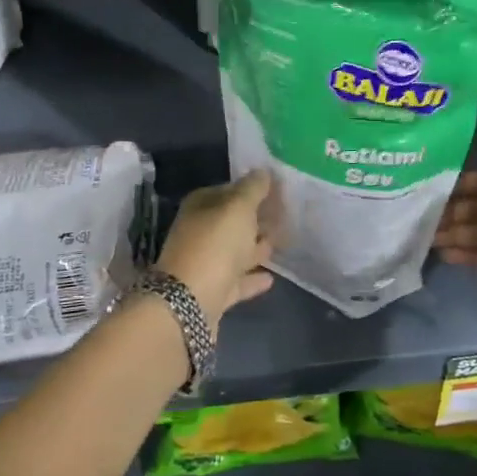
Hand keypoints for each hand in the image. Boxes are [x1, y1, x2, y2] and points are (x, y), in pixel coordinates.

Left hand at [157, 170, 276, 328]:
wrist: (189, 304)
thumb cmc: (215, 246)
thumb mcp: (238, 208)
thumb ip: (253, 188)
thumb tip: (262, 171)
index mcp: (201, 207)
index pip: (230, 191)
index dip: (254, 190)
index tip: (279, 192)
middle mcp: (199, 232)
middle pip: (233, 222)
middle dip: (257, 219)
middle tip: (287, 217)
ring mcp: (205, 264)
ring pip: (236, 251)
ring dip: (257, 248)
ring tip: (283, 243)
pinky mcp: (212, 293)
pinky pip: (237, 280)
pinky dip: (252, 278)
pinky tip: (271, 278)